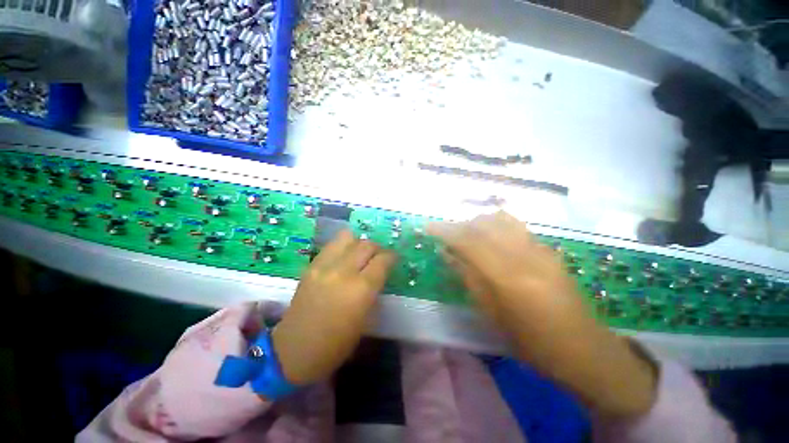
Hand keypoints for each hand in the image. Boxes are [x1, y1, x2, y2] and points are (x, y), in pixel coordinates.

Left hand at [271, 231, 396, 385]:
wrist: (295, 351)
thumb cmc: (337, 344)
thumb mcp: (366, 320)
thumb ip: (374, 290)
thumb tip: (379, 273)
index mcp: (362, 289)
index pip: (382, 260)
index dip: (391, 257)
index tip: (393, 259)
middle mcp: (344, 271)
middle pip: (366, 245)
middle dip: (377, 248)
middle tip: (379, 256)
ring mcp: (324, 266)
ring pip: (348, 238)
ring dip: (359, 243)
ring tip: (361, 253)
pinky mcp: (310, 266)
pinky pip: (331, 246)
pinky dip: (342, 246)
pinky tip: (344, 256)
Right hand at [429, 211, 657, 419]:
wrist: (583, 349)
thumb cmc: (531, 342)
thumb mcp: (492, 314)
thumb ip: (468, 277)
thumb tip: (448, 253)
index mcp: (507, 277)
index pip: (468, 241)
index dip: (445, 230)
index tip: (427, 226)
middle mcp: (524, 254)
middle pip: (483, 224)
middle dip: (459, 225)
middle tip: (446, 235)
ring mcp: (540, 248)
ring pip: (500, 219)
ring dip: (477, 222)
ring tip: (467, 234)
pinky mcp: (548, 249)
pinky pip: (515, 226)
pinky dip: (495, 225)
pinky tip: (491, 238)